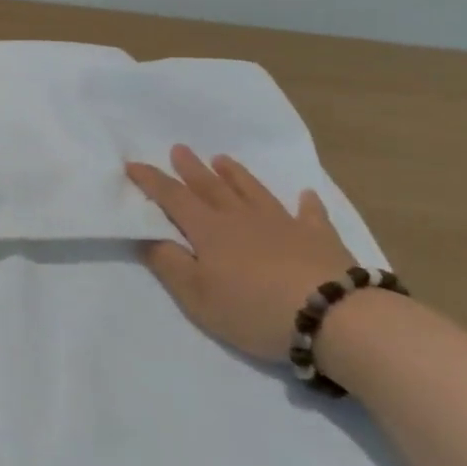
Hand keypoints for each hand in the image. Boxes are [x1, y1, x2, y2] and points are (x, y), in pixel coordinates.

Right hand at [126, 146, 354, 361]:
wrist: (333, 316)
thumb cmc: (254, 309)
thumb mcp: (197, 296)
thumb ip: (169, 264)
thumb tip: (147, 237)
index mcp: (210, 230)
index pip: (173, 198)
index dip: (152, 181)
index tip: (132, 164)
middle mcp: (243, 218)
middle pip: (211, 187)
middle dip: (192, 168)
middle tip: (179, 149)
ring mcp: (283, 224)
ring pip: (253, 191)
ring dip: (236, 175)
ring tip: (223, 159)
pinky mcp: (319, 237)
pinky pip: (310, 213)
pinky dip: (306, 203)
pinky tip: (305, 195)